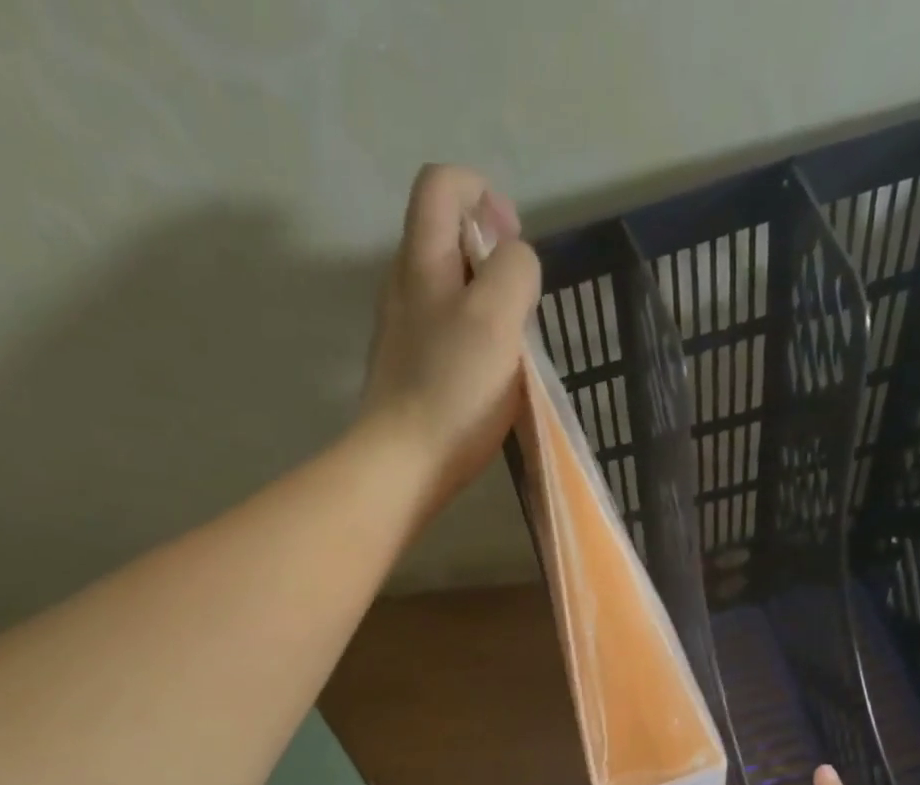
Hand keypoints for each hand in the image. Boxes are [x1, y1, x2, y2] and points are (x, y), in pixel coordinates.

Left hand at [362, 165, 540, 513]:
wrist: (403, 465)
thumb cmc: (453, 389)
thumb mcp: (497, 317)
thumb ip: (515, 271)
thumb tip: (516, 264)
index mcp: (421, 260)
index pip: (443, 184)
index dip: (483, 194)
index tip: (512, 243)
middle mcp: (403, 287)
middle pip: (445, 238)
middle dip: (491, 258)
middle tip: (518, 306)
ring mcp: (400, 333)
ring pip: (446, 292)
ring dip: (484, 306)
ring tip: (508, 348)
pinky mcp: (406, 373)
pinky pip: (443, 336)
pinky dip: (470, 342)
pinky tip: (486, 380)